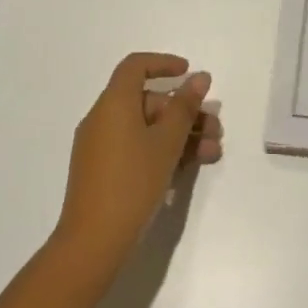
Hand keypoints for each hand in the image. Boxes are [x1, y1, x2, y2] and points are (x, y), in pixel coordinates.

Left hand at [52, 53, 222, 273]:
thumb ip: (184, 107)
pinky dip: (162, 151)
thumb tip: (199, 77)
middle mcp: (103, 118)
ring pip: (146, 128)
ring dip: (180, 135)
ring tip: (211, 154)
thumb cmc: (133, 183)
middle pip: (148, 101)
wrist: (92, 244)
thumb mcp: (166, 142)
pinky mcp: (102, 171)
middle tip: (215, 129)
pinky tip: (188, 170)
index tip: (190, 74)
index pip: (136, 66)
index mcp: (114, 103)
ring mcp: (100, 146)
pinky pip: (136, 147)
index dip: (164, 64)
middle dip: (185, 112)